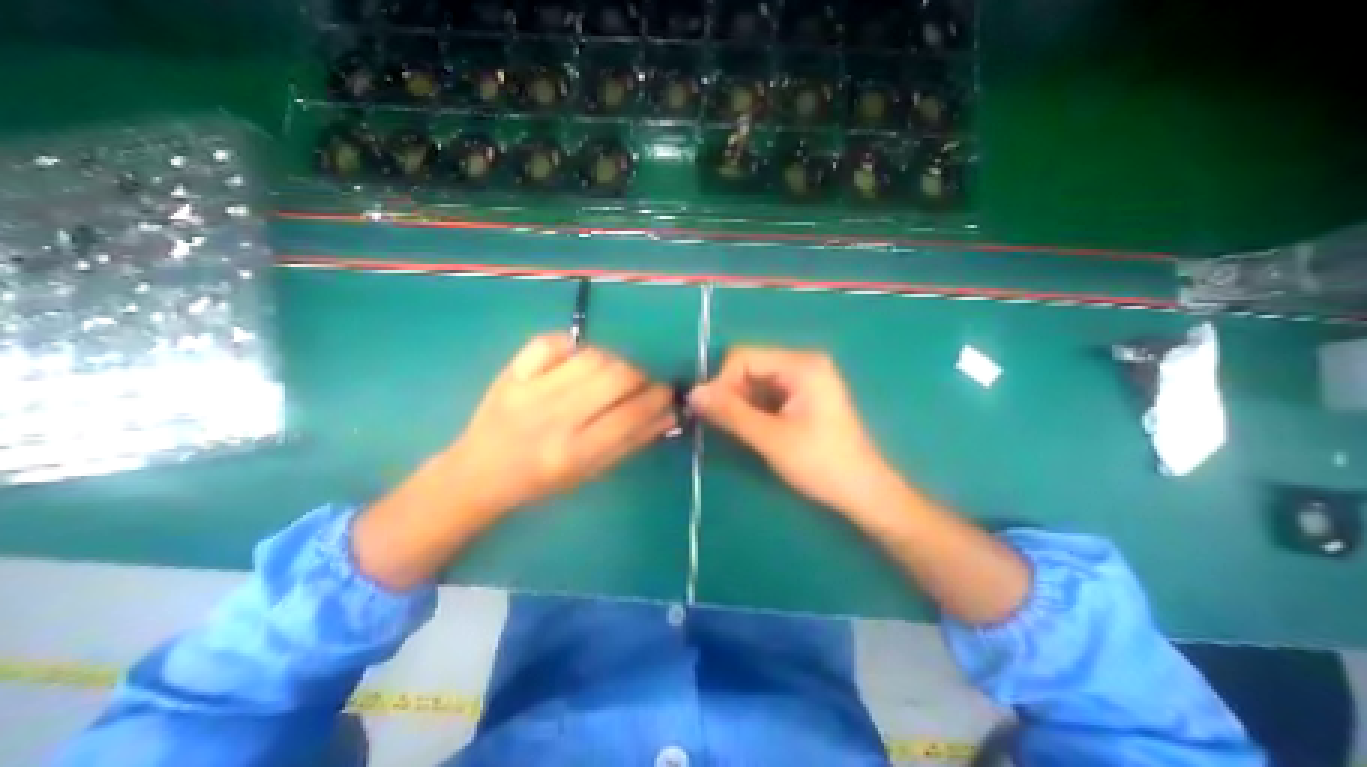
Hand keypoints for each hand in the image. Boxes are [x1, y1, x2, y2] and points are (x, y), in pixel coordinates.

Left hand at [350, 333, 672, 589]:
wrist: (478, 473)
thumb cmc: (540, 482)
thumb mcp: (589, 472)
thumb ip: (630, 442)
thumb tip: (667, 415)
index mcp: (574, 452)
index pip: (631, 414)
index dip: (658, 399)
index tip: (666, 395)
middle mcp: (553, 418)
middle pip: (615, 376)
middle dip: (640, 375)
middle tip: (640, 384)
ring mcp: (529, 390)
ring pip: (591, 356)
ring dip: (614, 360)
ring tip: (612, 373)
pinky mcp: (511, 371)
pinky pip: (551, 341)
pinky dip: (573, 345)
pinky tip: (577, 360)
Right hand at [695, 348, 903, 521]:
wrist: (862, 492)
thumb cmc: (821, 464)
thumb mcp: (771, 438)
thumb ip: (731, 413)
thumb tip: (693, 394)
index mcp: (801, 364)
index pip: (743, 357)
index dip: (721, 382)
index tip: (711, 412)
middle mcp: (803, 362)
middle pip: (749, 366)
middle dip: (730, 392)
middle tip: (723, 424)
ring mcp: (804, 378)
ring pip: (754, 380)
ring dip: (740, 402)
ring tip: (738, 429)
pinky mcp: (802, 395)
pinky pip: (766, 392)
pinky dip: (752, 407)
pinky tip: (752, 428)